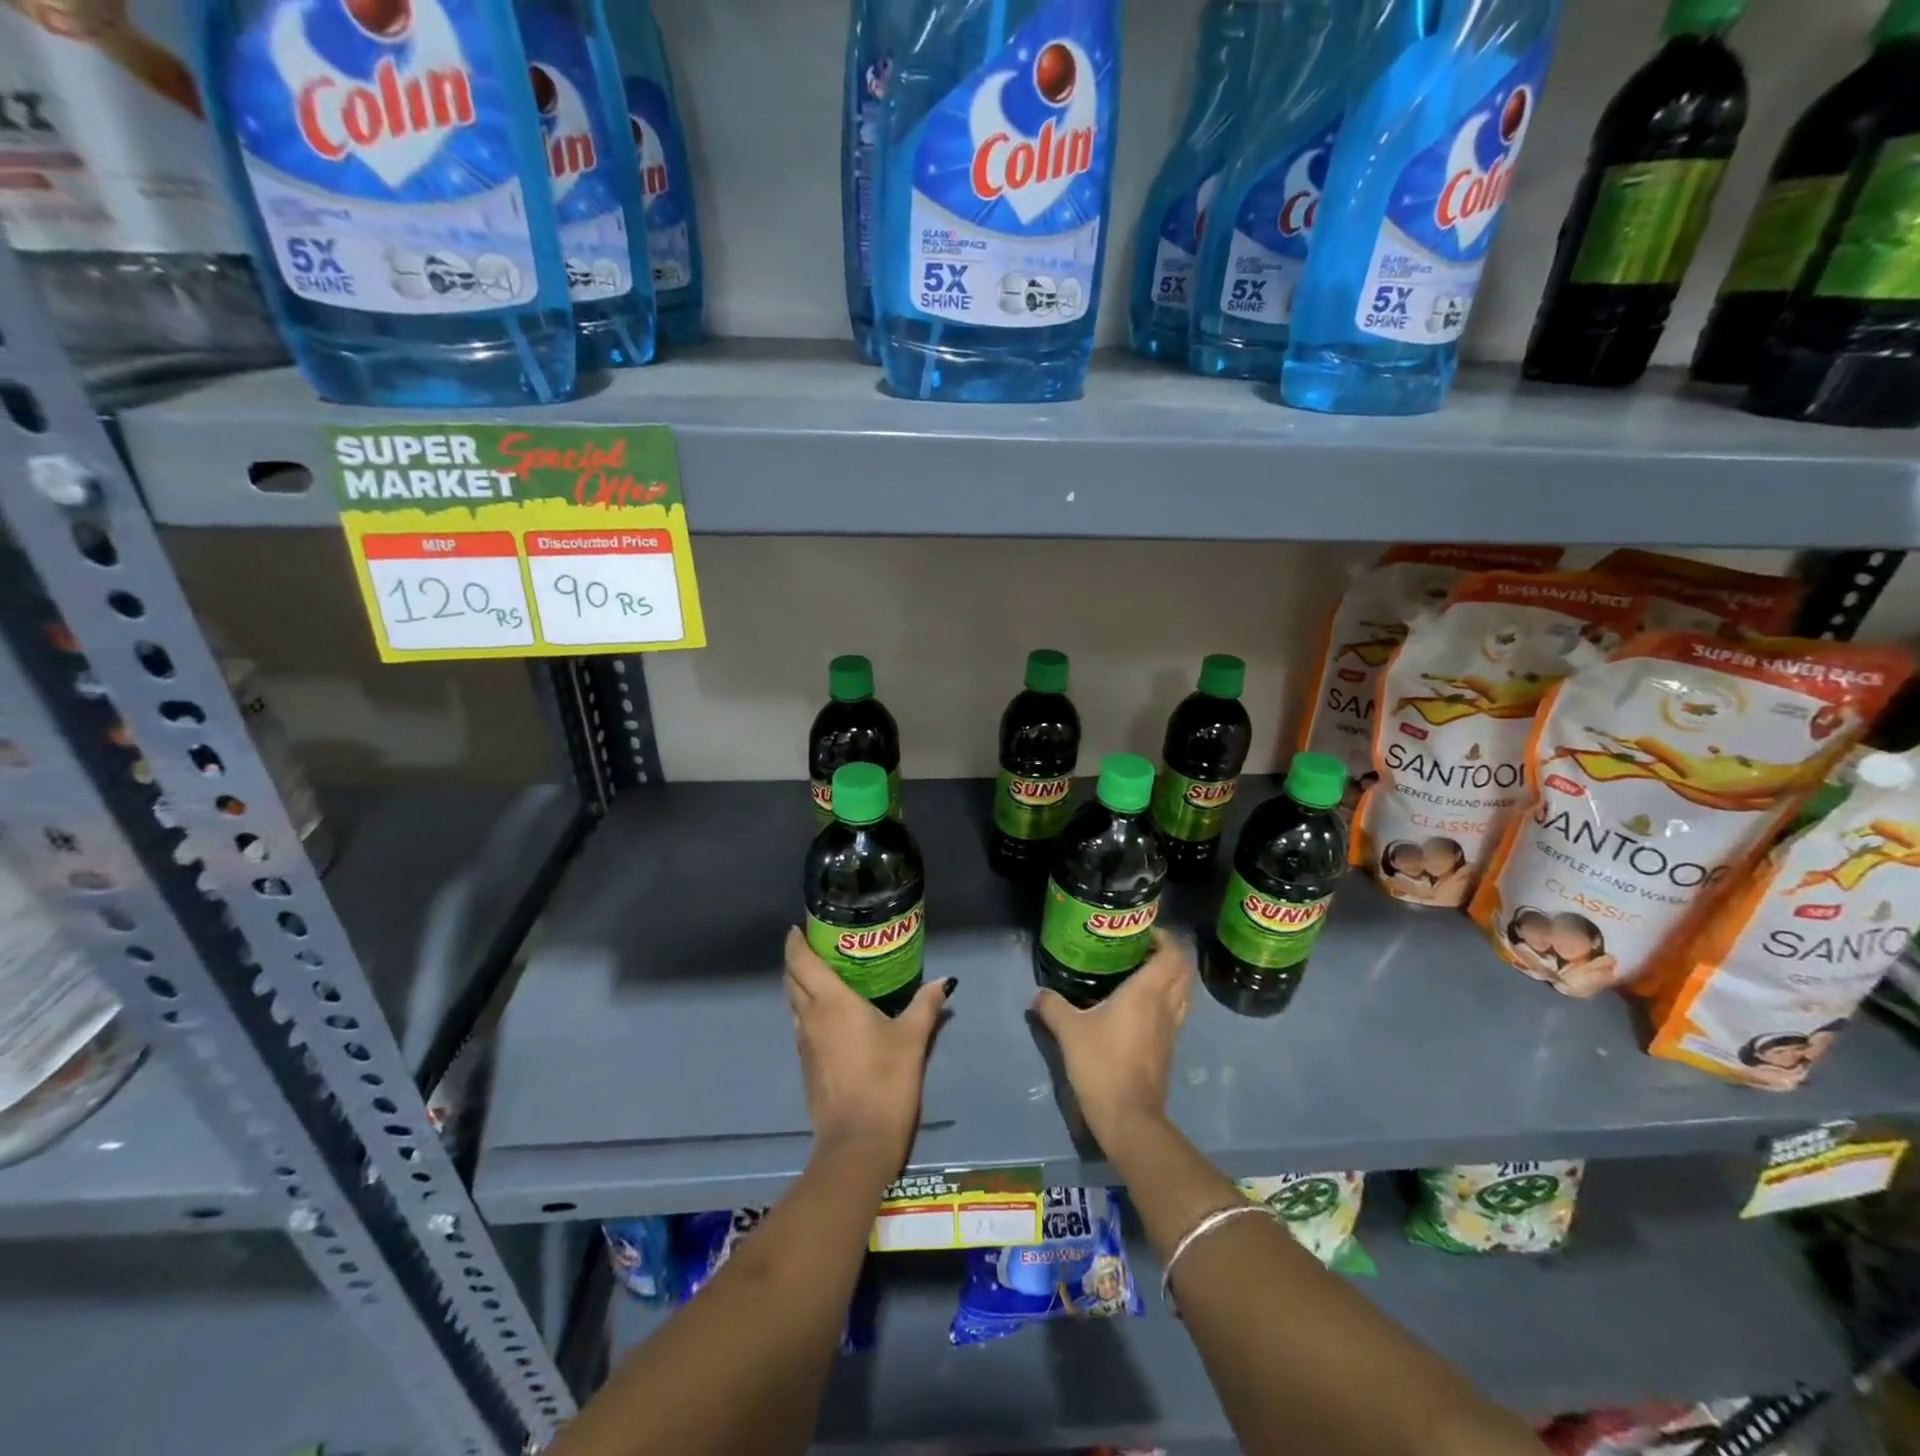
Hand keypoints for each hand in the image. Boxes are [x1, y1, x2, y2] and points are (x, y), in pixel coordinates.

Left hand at [784, 928, 951, 1170]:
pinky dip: (807, 1010)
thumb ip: (926, 1005)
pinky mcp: (806, 1066)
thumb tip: (944, 981)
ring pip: (793, 1003)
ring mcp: (804, 1043)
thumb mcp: (913, 1038)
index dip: (796, 942)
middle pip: (791, 979)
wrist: (858, 1142)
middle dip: (797, 960)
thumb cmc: (886, 1080)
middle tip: (819, 946)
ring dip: (800, 985)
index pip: (800, 961)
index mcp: (830, 1002)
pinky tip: (830, 1015)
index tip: (799, 927)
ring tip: (825, 975)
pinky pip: (801, 1025)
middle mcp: (810, 1017)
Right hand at [1032, 931, 1191, 1153]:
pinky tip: (1138, 1006)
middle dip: (1167, 954)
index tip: (1142, 932)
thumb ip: (1053, 1007)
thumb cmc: (1101, 1064)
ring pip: (1182, 992)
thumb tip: (1039, 994)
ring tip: (1139, 973)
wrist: (1128, 1117)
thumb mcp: (1068, 1031)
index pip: (1173, 954)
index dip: (1164, 937)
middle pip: (1183, 970)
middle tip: (1139, 949)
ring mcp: (1170, 1029)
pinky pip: (1174, 1012)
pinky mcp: (1167, 1049)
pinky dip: (1164, 1000)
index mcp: (1147, 992)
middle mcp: (1165, 1005)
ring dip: (1169, 978)